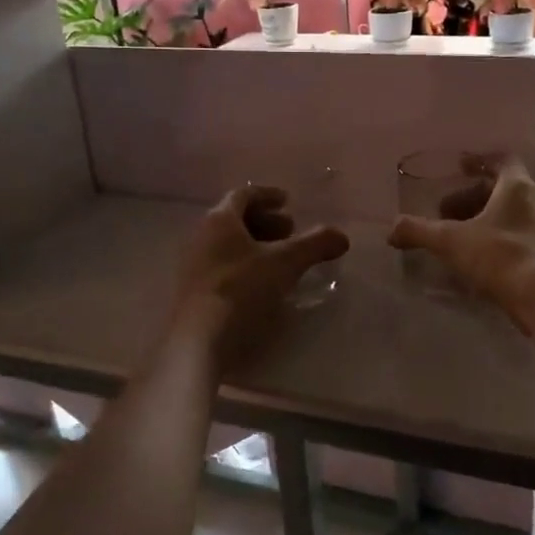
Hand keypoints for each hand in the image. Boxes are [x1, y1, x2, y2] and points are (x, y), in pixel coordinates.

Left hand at [172, 184, 348, 366]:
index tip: (288, 201)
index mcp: (219, 220)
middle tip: (290, 232)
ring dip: (255, 245)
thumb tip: (342, 236)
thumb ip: (315, 245)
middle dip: (265, 222)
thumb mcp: (287, 263)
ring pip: (227, 245)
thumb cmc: (242, 288)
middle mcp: (201, 236)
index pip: (243, 195)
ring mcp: (193, 265)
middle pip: (234, 219)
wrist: (199, 339)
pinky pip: (221, 267)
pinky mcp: (193, 291)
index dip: (267, 195)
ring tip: (280, 260)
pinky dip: (244, 266)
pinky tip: (262, 284)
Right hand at [388, 157, 534, 329]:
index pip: (501, 160)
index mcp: (517, 187)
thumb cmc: (499, 256)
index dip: (478, 161)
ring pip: (512, 214)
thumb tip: (391, 229)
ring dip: (485, 219)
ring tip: (459, 237)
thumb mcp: (450, 242)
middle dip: (472, 198)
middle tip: (446, 213)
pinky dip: (498, 238)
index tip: (459, 168)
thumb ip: (419, 231)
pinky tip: (479, 258)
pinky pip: (520, 235)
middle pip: (503, 189)